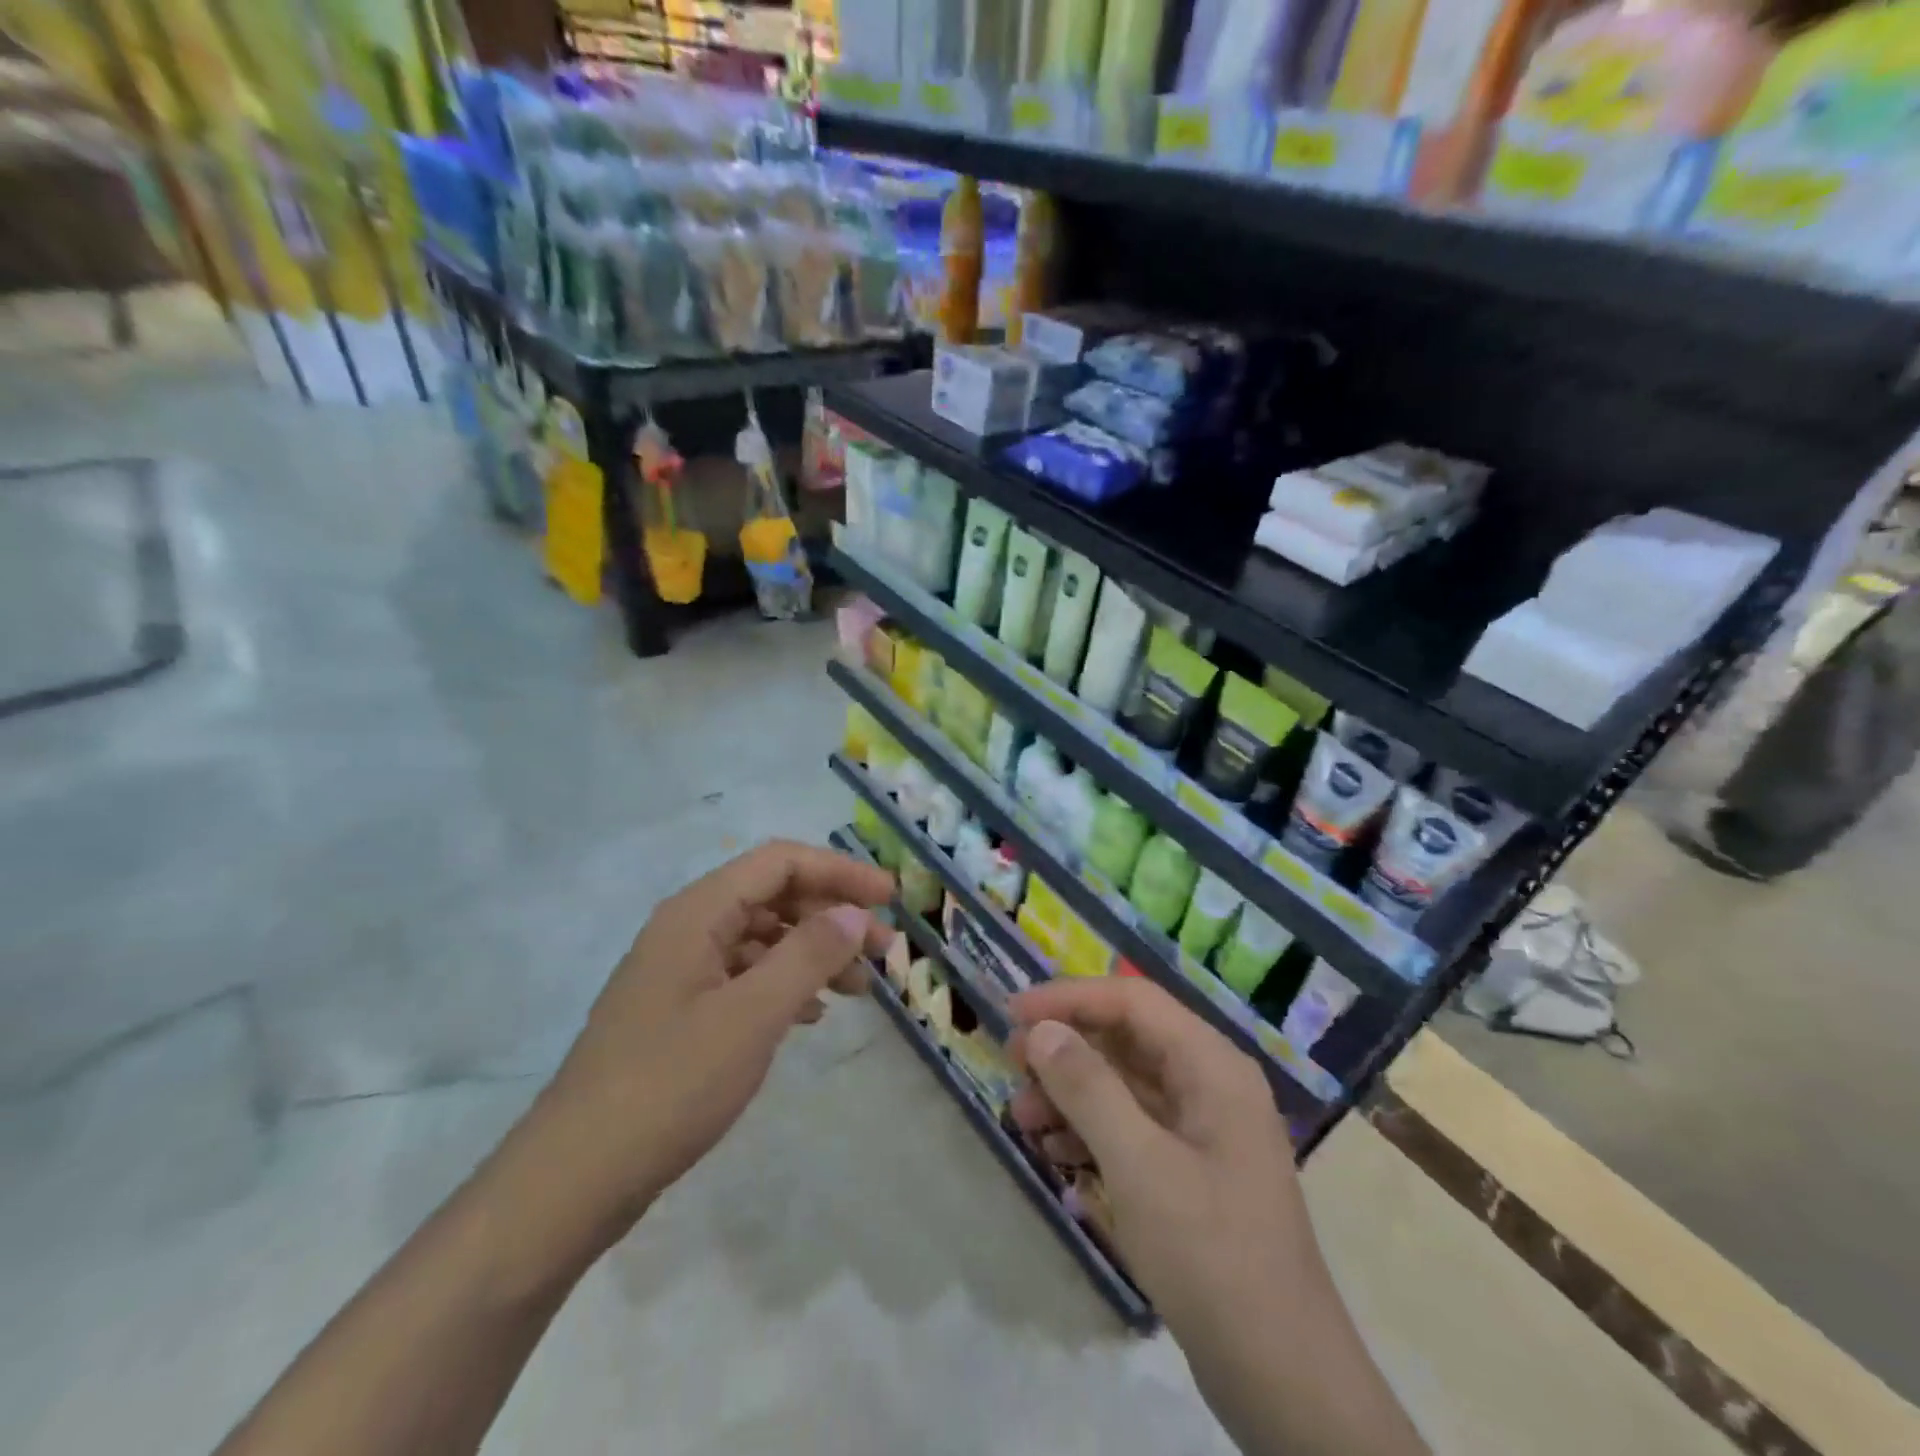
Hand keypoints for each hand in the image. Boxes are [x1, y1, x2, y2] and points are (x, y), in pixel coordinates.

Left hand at [533, 840, 893, 1244]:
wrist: (574, 1179)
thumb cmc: (670, 1085)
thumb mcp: (752, 1016)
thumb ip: (808, 955)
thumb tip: (855, 913)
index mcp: (697, 913)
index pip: (780, 863)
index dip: (839, 872)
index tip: (890, 899)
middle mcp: (687, 929)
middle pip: (773, 896)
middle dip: (832, 914)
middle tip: (883, 951)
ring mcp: (680, 972)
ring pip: (762, 938)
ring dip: (813, 952)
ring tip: (857, 988)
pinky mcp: (679, 1012)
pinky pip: (745, 976)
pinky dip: (785, 984)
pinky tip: (811, 1014)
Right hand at [1006, 976, 1311, 1335]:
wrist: (1282, 1379)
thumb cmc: (1211, 1254)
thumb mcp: (1139, 1164)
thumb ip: (1088, 1088)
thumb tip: (1041, 1031)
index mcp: (1212, 1065)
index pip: (1132, 1000)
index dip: (1070, 997)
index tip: (1013, 1013)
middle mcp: (1210, 1082)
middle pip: (1127, 1037)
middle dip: (1067, 1045)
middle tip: (1011, 1063)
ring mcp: (1203, 1128)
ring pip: (1125, 1083)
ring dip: (1071, 1090)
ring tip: (1021, 1115)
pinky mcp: (1191, 1168)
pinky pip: (1132, 1125)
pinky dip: (1090, 1128)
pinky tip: (1054, 1148)